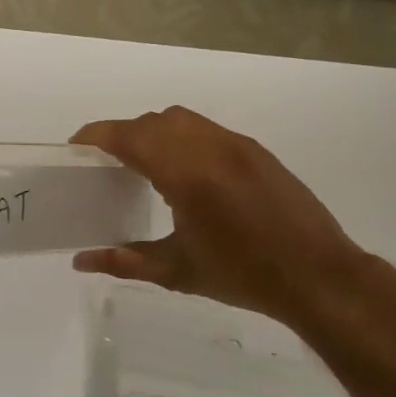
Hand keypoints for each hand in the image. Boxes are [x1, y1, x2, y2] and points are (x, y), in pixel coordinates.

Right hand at [69, 106, 368, 330]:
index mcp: (186, 174)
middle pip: (154, 122)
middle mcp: (210, 148)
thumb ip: (124, 261)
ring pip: (183, 120)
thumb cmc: (243, 275)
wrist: (319, 276)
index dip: (98, 135)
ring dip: (155, 131)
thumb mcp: (177, 271)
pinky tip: (185, 171)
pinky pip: (207, 130)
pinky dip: (183, 137)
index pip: (130, 136)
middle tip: (107, 162)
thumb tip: (80, 262)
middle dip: (124, 134)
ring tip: (144, 163)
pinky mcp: (256, 151)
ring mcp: (237, 146)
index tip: (76, 147)